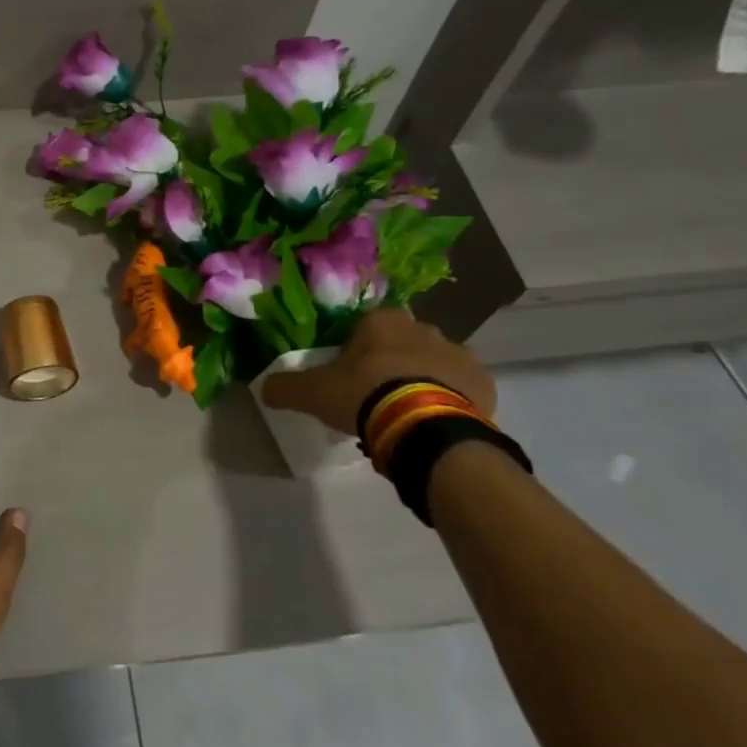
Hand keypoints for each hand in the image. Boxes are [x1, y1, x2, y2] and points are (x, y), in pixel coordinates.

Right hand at [260, 306, 494, 436]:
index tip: (351, 375)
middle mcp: (423, 328)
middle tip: (377, 396)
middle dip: (392, 363)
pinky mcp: (483, 381)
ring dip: (423, 380)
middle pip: (402, 343)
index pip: (367, 326)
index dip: (358, 350)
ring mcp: (458, 353)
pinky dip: (450, 399)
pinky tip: (433, 421)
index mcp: (382, 321)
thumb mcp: (313, 393)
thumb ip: (286, 387)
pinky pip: (462, 387)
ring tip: (406, 414)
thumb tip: (264, 388)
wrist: (422, 425)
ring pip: (434, 363)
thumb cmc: (364, 395)